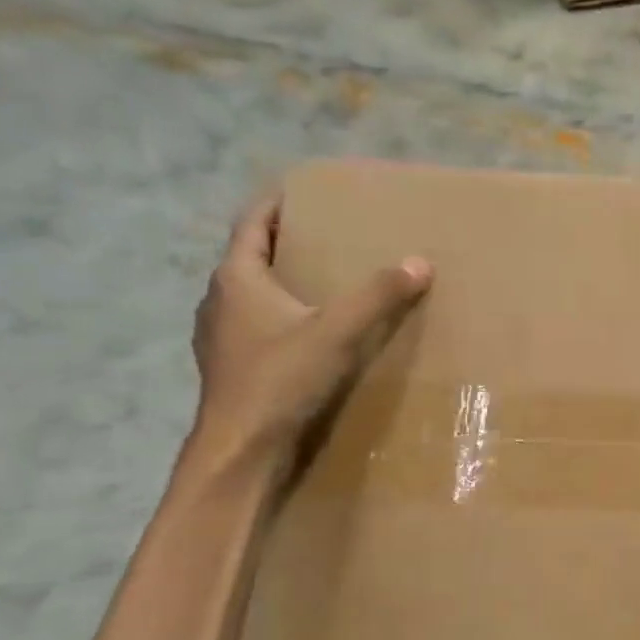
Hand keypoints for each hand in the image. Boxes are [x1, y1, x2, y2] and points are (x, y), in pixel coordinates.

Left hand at [189, 192, 431, 472]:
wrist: (241, 450)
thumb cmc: (279, 380)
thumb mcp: (336, 333)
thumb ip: (377, 296)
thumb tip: (420, 262)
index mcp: (237, 279)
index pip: (253, 223)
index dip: (276, 202)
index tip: (302, 189)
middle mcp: (220, 301)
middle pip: (252, 257)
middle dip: (286, 242)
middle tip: (327, 234)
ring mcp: (221, 337)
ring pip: (252, 294)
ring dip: (283, 283)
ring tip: (324, 281)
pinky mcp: (232, 367)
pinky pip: (257, 326)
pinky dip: (282, 317)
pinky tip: (311, 333)